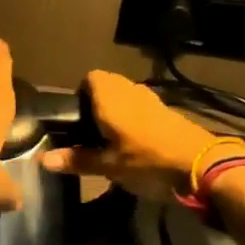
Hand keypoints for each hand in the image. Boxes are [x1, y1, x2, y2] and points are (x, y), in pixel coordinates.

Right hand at [42, 70, 235, 201]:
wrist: (203, 167)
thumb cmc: (147, 162)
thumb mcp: (108, 166)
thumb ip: (76, 160)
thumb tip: (41, 159)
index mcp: (110, 97)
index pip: (89, 77)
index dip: (80, 93)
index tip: (76, 117)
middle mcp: (129, 90)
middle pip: (108, 84)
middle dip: (98, 102)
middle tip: (90, 130)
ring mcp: (152, 99)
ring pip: (127, 95)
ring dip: (118, 110)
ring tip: (111, 138)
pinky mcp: (169, 112)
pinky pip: (143, 106)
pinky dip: (136, 118)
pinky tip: (136, 143)